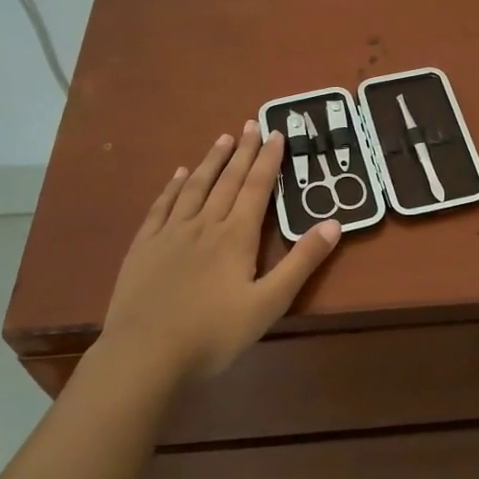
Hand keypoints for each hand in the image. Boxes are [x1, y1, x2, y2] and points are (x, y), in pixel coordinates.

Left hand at [94, 120, 340, 380]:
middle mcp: (204, 224)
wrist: (145, 354)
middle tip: (251, 124)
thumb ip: (301, 262)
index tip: (276, 132)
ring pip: (195, 187)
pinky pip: (161, 206)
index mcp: (236, 236)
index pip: (256, 188)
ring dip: (211, 161)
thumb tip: (334, 223)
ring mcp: (170, 234)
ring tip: (223, 139)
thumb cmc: (214, 333)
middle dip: (242, 151)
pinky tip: (179, 174)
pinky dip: (173, 187)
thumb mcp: (269, 303)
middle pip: (227, 180)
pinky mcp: (144, 247)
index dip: (268, 160)